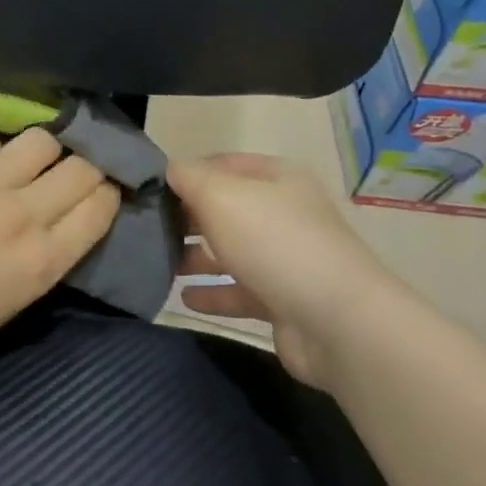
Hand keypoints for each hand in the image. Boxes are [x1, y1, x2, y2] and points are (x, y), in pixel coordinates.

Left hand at [0, 130, 121, 377]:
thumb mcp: (24, 292)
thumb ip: (55, 245)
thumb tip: (76, 203)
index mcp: (44, 259)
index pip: (101, 204)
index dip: (106, 191)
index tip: (99, 188)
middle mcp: (22, 214)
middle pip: (81, 166)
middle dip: (84, 166)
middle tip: (69, 171)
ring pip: (41, 140)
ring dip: (40, 152)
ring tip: (25, 164)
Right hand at [170, 154, 388, 389]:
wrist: (338, 322)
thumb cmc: (274, 242)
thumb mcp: (221, 196)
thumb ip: (189, 178)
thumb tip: (170, 170)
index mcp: (277, 178)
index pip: (223, 163)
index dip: (188, 172)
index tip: (151, 188)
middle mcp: (283, 213)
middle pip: (226, 207)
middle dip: (188, 216)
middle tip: (147, 227)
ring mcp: (286, 259)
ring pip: (231, 250)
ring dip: (196, 256)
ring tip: (157, 262)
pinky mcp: (284, 301)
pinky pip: (239, 291)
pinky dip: (212, 293)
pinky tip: (183, 298)